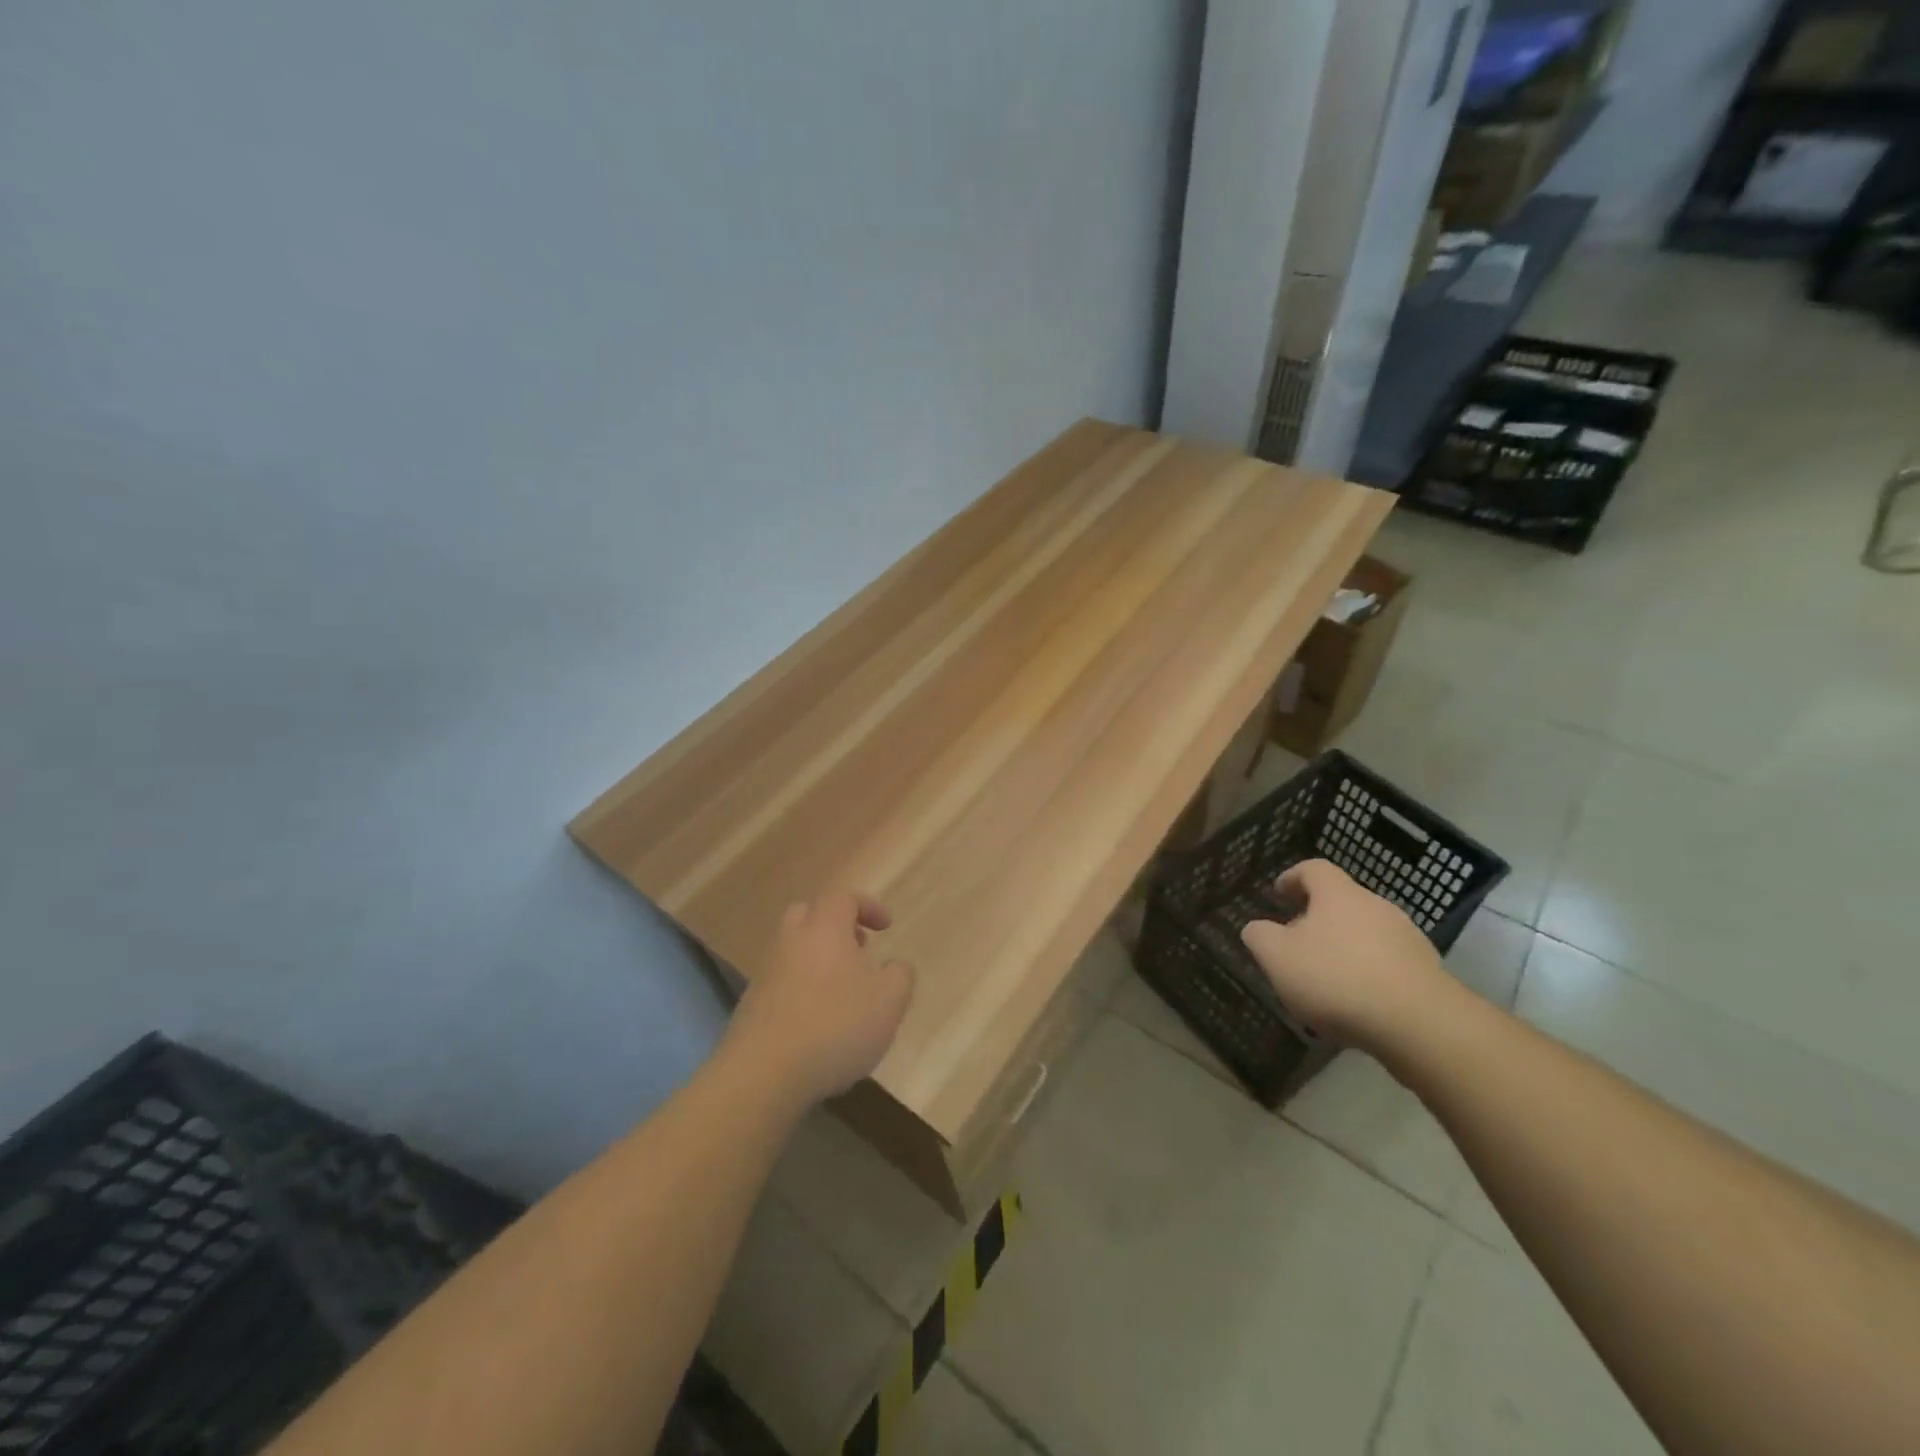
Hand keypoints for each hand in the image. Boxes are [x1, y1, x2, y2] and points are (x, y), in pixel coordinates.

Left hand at [724, 892, 914, 1107]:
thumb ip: (900, 975)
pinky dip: (802, 989)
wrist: (763, 1074)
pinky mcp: (751, 1006)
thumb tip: (895, 965)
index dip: (867, 906)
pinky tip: (819, 1022)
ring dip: (819, 959)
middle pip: (809, 914)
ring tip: (844, 991)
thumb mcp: (889, 1001)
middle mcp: (790, 941)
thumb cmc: (835, 1026)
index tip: (886, 926)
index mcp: (824, 928)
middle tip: (858, 948)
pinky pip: (782, 982)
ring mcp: (766, 973)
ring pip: (794, 950)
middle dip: (836, 925)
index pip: (842, 898)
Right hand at [1239, 859, 1453, 1055]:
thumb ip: (1259, 936)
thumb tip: (1256, 928)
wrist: (1418, 1024)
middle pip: (1341, 901)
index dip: (1292, 878)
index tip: (1277, 894)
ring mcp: (1407, 938)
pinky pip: (1387, 962)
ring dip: (1344, 947)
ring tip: (1326, 978)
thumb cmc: (1336, 978)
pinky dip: (1368, 973)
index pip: (1314, 869)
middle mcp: (1376, 906)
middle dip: (1317, 918)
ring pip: (1366, 933)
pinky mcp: (1427, 971)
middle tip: (1296, 942)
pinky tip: (1357, 1001)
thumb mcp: (1277, 957)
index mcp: (1338, 894)